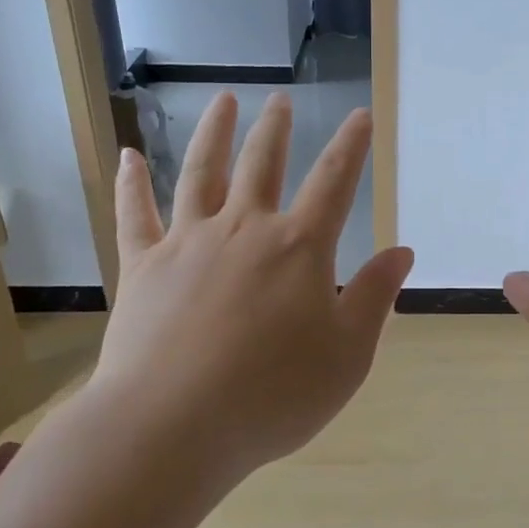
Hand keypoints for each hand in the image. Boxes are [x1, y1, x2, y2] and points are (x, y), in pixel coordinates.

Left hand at [93, 90, 414, 479]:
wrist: (172, 427)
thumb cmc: (272, 396)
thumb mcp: (346, 356)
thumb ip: (374, 298)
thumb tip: (401, 252)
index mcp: (299, 248)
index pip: (334, 182)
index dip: (351, 146)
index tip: (360, 115)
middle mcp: (244, 229)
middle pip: (263, 164)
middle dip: (276, 129)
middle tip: (279, 100)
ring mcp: (187, 242)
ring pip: (201, 172)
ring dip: (214, 133)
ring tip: (223, 102)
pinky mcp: (142, 266)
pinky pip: (135, 214)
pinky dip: (130, 182)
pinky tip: (127, 155)